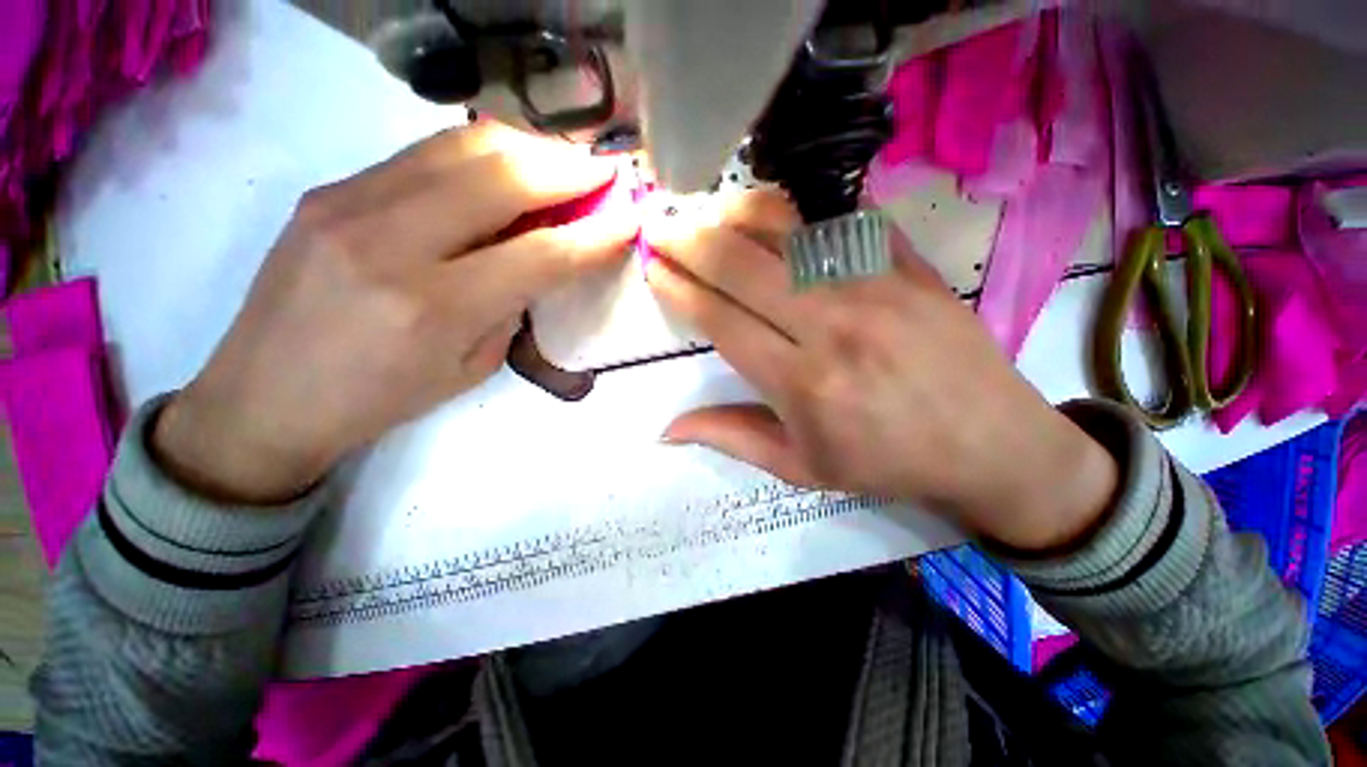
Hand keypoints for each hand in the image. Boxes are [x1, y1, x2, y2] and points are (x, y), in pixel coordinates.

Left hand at [153, 124, 637, 503]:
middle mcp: (391, 240)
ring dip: (530, 148)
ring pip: (462, 146)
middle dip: (569, 168)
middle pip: (504, 176)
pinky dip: (482, 153)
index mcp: (434, 307)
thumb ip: (513, 305)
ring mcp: (350, 202)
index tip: (631, 218)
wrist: (263, 396)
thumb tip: (546, 255)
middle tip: (606, 171)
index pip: (542, 254)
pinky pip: (425, 154)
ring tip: (565, 162)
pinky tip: (508, 167)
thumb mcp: (470, 367)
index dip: (597, 234)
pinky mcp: (331, 188)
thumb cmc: (380, 398)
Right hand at [644, 191, 1115, 550]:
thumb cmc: (885, 463)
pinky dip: (797, 209)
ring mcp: (876, 288)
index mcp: (802, 382)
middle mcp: (832, 326)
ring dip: (734, 216)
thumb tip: (667, 429)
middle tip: (660, 226)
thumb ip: (731, 438)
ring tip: (704, 211)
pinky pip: (844, 221)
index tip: (654, 269)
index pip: (720, 320)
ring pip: (787, 232)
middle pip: (742, 266)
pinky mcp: (910, 268)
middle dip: (690, 241)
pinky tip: (768, 208)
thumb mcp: (800, 467)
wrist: (990, 445)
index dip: (679, 290)